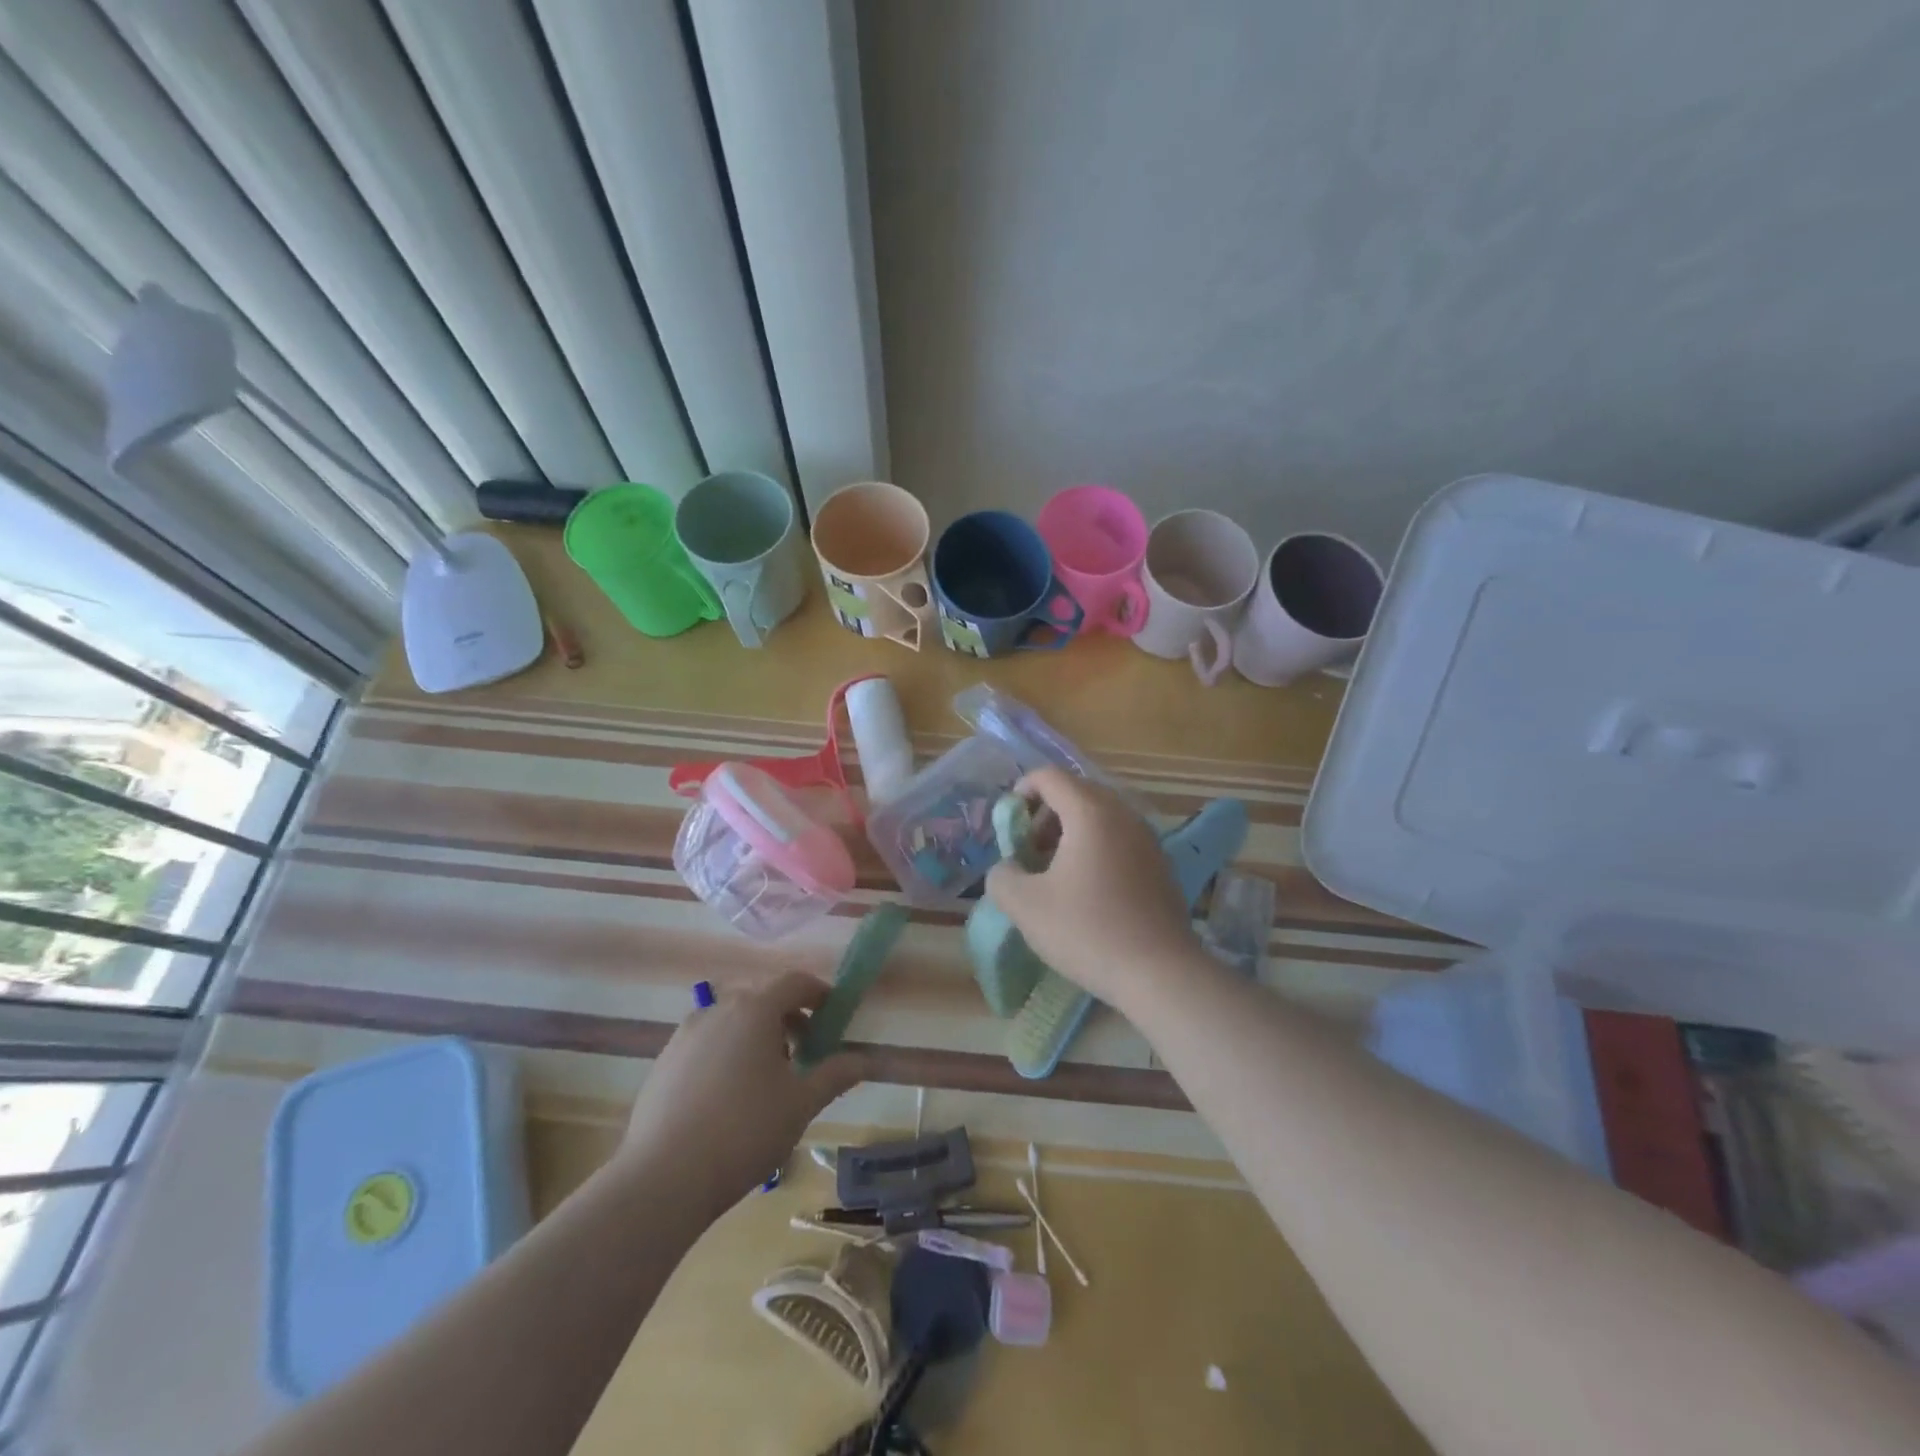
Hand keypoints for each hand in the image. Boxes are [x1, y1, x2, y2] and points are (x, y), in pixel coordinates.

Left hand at [618, 973, 868, 1217]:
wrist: (663, 1178)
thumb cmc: (744, 1131)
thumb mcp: (801, 1104)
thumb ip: (835, 1075)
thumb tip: (865, 1059)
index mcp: (755, 1009)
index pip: (795, 982)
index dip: (819, 994)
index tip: (833, 1016)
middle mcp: (718, 1009)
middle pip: (762, 999)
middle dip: (787, 1019)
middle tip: (804, 1054)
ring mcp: (685, 1034)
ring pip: (731, 1021)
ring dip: (755, 1037)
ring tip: (765, 1081)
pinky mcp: (663, 1061)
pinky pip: (706, 1043)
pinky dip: (725, 1054)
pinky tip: (727, 1099)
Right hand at [983, 768, 1199, 1008]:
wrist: (1160, 972)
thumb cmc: (1087, 931)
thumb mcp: (1025, 906)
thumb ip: (1002, 876)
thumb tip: (1007, 868)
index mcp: (1090, 812)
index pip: (1049, 776)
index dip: (1021, 791)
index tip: (1008, 824)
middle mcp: (1123, 814)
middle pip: (1076, 792)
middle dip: (1044, 814)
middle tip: (1028, 851)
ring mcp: (1147, 838)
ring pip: (1100, 816)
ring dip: (1070, 832)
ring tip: (1053, 872)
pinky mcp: (1160, 863)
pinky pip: (1119, 838)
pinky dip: (1095, 847)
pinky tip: (1086, 889)